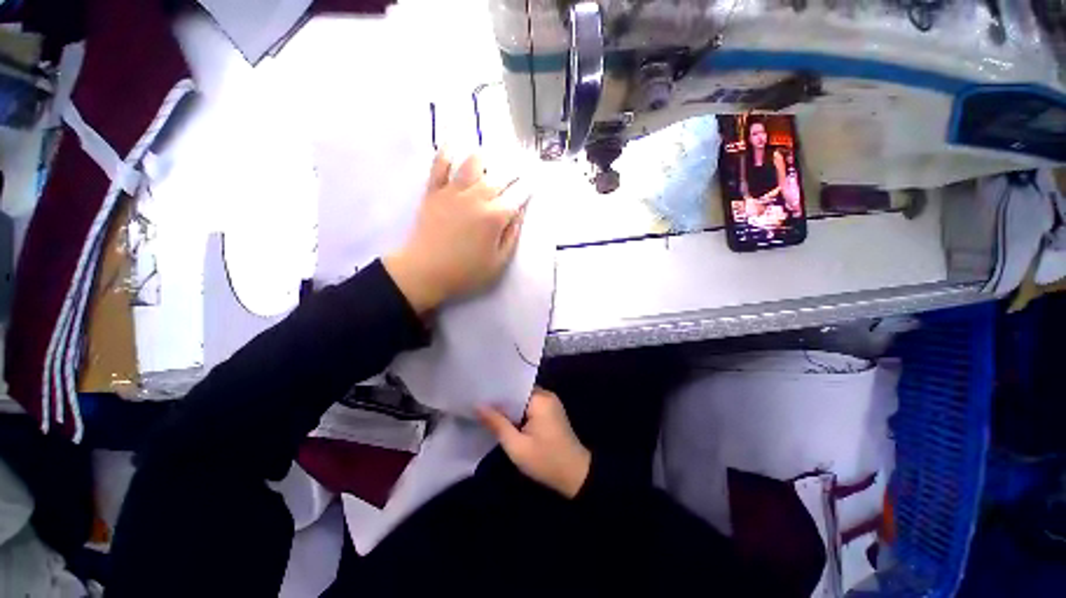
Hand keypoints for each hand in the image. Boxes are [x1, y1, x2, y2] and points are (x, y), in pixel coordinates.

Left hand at [384, 151, 526, 313]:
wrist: (424, 272)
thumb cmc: (465, 272)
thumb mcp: (498, 262)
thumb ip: (511, 236)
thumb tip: (519, 213)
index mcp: (494, 217)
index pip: (518, 195)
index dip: (528, 186)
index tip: (535, 178)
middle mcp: (477, 198)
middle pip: (500, 176)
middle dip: (515, 168)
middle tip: (522, 162)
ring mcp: (453, 192)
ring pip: (473, 163)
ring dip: (486, 156)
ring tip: (492, 154)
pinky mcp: (434, 191)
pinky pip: (440, 165)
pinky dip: (447, 151)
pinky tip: (454, 142)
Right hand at [478, 388, 590, 498]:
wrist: (576, 476)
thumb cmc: (546, 461)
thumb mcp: (517, 446)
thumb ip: (497, 423)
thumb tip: (478, 405)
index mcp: (540, 398)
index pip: (513, 386)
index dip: (495, 391)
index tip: (477, 393)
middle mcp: (546, 395)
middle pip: (517, 392)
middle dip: (500, 399)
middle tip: (478, 402)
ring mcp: (550, 403)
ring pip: (522, 399)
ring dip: (509, 407)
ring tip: (485, 408)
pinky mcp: (550, 412)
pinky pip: (529, 406)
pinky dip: (518, 412)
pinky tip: (504, 419)